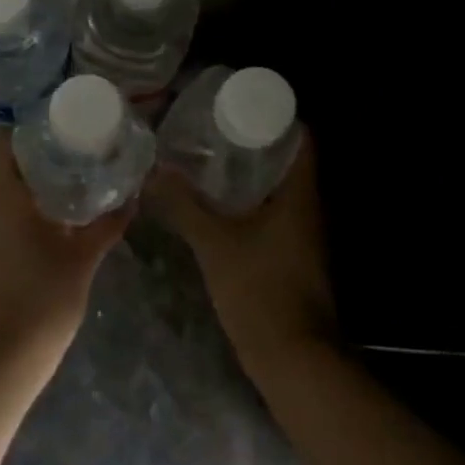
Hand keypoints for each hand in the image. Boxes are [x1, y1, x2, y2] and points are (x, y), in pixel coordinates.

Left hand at [0, 133, 133, 374]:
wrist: (2, 356)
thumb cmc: (42, 298)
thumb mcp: (82, 258)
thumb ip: (106, 226)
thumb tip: (131, 199)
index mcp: (5, 195)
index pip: (6, 142)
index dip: (31, 128)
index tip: (62, 125)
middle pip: (8, 165)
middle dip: (41, 155)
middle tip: (80, 150)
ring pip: (6, 192)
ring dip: (36, 183)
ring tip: (75, 179)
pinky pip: (4, 216)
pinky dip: (28, 208)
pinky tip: (58, 218)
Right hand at [148, 133, 335, 379]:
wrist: (293, 359)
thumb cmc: (260, 291)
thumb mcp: (215, 244)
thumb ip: (185, 206)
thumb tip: (155, 172)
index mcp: (300, 195)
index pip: (302, 139)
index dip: (277, 117)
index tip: (240, 105)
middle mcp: (309, 209)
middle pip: (289, 161)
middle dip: (255, 142)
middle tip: (215, 128)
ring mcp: (303, 235)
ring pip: (279, 190)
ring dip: (251, 173)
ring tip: (210, 158)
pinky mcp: (292, 257)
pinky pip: (273, 214)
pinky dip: (250, 202)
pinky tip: (218, 204)